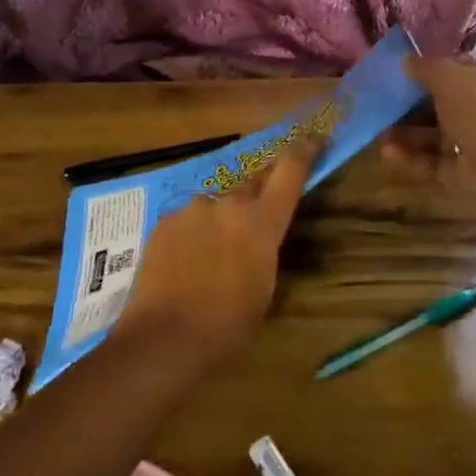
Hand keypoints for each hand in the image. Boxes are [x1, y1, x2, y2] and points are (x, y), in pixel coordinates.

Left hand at [114, 134, 319, 370]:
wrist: (162, 339)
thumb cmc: (226, 326)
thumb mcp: (264, 290)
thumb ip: (266, 251)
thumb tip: (261, 241)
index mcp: (262, 221)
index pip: (290, 170)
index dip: (304, 150)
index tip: (313, 137)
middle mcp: (229, 203)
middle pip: (251, 184)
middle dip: (256, 198)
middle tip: (253, 224)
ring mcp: (193, 208)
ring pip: (215, 205)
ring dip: (219, 221)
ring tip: (210, 256)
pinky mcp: (165, 221)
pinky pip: (187, 220)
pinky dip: (192, 235)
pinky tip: (184, 264)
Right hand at [383, 54, 475, 216]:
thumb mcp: (448, 78)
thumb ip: (425, 68)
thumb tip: (406, 60)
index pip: (450, 68)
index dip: (425, 68)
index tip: (396, 71)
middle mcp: (475, 107)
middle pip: (437, 103)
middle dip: (408, 105)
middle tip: (379, 105)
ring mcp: (469, 141)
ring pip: (431, 135)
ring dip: (405, 134)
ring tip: (378, 132)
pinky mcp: (461, 172)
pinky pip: (430, 162)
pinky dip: (410, 158)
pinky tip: (387, 153)